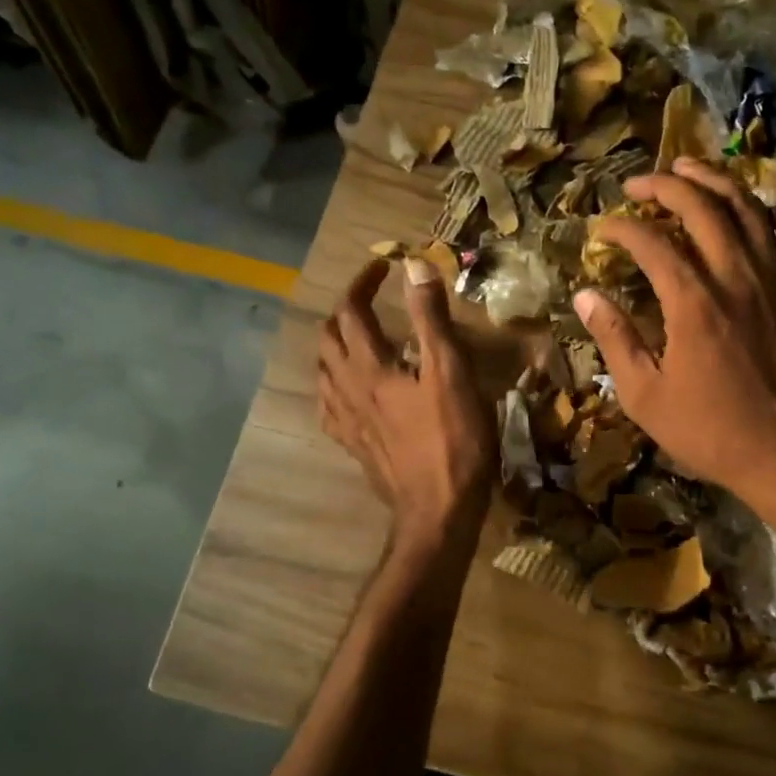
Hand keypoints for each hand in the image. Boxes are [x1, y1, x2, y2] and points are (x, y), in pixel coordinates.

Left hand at [319, 258, 497, 546]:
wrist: (438, 510)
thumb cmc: (453, 440)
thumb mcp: (450, 372)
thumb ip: (431, 318)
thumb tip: (415, 265)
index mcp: (370, 368)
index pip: (351, 312)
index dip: (362, 283)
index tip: (383, 267)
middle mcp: (348, 390)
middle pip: (328, 340)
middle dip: (344, 311)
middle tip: (370, 300)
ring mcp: (347, 421)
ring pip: (323, 372)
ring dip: (335, 345)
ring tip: (358, 338)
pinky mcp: (354, 446)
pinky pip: (329, 407)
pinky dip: (335, 385)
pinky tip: (350, 390)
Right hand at [573, 157, 775, 500]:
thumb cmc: (711, 431)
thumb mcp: (645, 396)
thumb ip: (614, 339)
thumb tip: (584, 295)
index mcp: (692, 301)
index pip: (649, 241)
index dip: (620, 228)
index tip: (602, 231)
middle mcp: (736, 274)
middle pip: (699, 206)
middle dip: (664, 185)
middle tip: (638, 185)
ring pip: (748, 206)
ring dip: (715, 179)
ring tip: (689, 168)